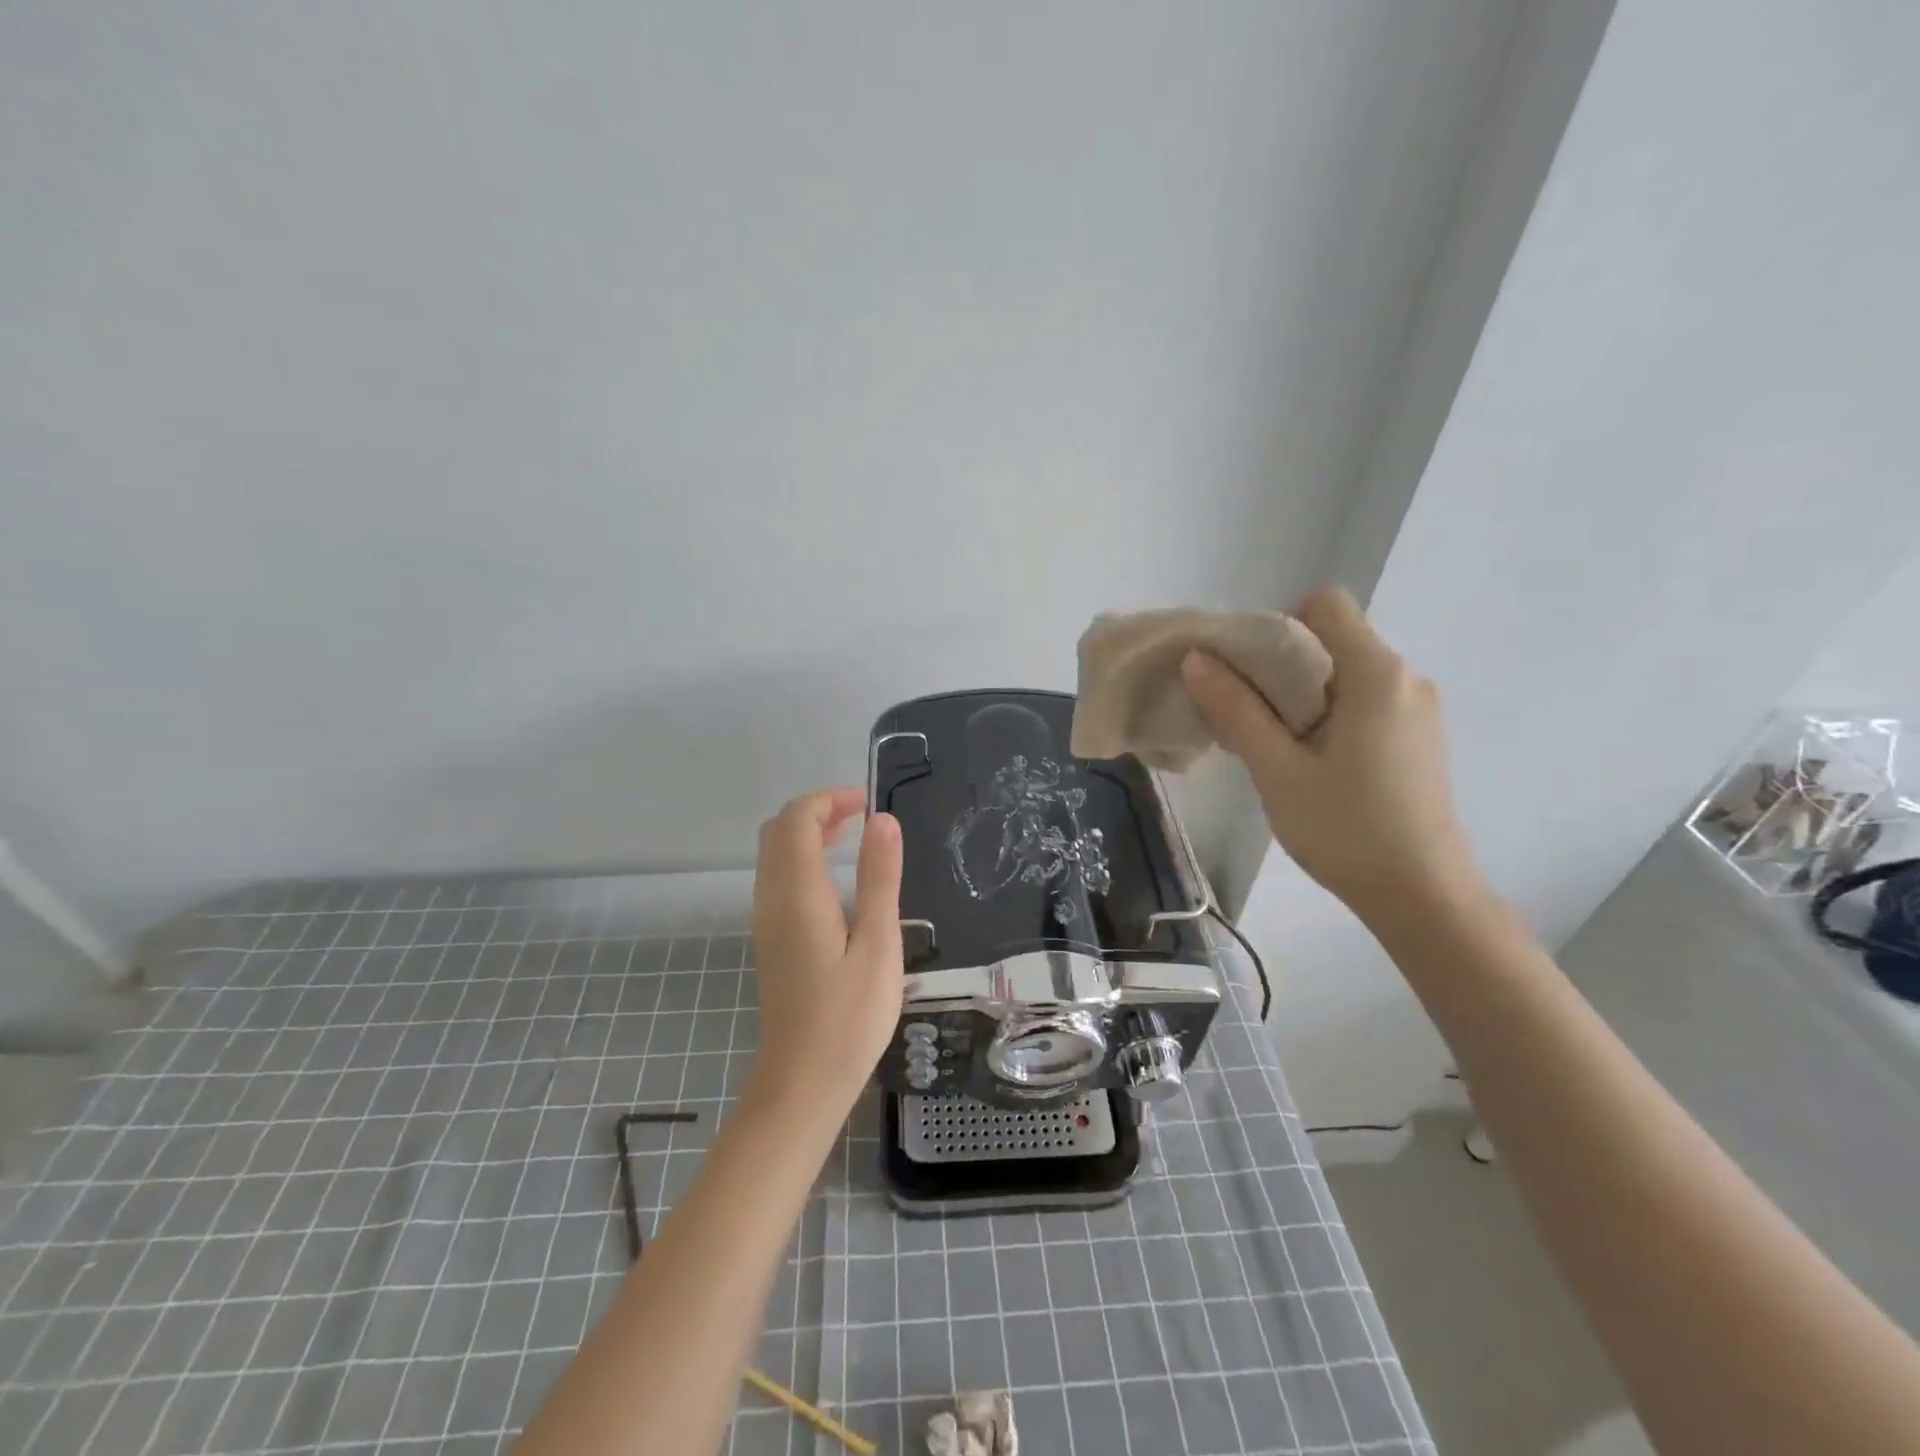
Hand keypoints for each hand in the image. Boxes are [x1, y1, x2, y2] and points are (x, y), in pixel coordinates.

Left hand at [747, 787, 903, 1120]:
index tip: (868, 803)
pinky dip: (804, 859)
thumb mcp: (878, 944)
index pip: (797, 820)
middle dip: (817, 811)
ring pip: (775, 855)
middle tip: (862, 816)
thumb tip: (882, 819)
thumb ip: (879, 878)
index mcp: (797, 894)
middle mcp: (772, 899)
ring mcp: (766, 920)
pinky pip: (779, 878)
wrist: (802, 1082)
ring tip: (855, 837)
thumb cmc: (849, 1016)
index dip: (829, 799)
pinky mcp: (771, 939)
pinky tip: (837, 880)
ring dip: (809, 834)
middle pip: (779, 831)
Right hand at [1181, 587, 1486, 922]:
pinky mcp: (1420, 738)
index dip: (1279, 626)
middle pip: (1334, 639)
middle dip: (1283, 666)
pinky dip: (1330, 715)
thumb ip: (1237, 709)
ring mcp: (1419, 709)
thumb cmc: (1346, 830)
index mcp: (1376, 674)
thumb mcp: (1278, 771)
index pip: (1326, 604)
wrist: (1423, 897)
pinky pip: (1365, 701)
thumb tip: (1196, 658)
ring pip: (1347, 674)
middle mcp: (1407, 678)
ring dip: (1304, 696)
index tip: (1251, 674)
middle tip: (1250, 716)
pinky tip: (1314, 764)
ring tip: (1277, 747)